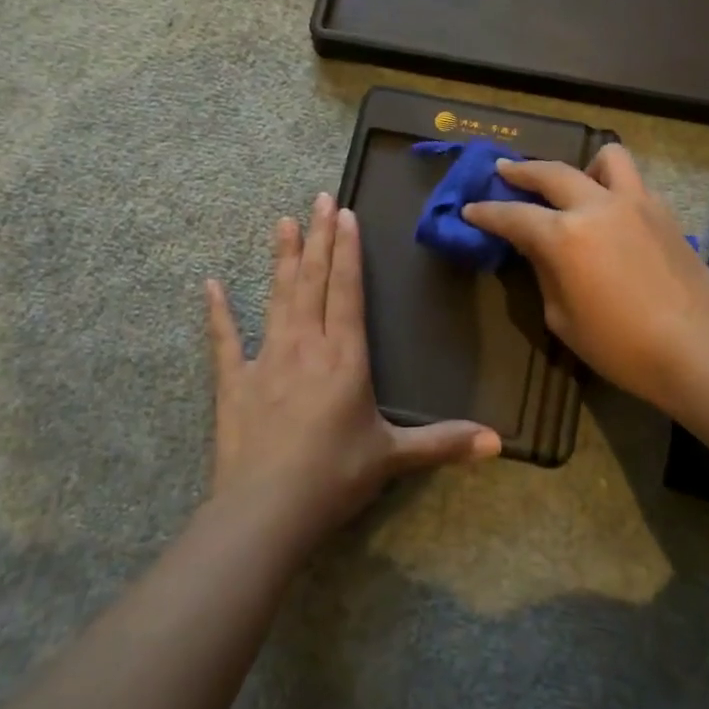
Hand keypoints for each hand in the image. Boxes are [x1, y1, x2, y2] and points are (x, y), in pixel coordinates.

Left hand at [205, 193, 499, 546]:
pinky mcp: (234, 381)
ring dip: (281, 258)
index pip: (347, 291)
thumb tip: (499, 443)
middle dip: (318, 238)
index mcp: (344, 357)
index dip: (347, 251)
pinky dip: (218, 312)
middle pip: (313, 281)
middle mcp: (306, 346)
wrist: (267, 509)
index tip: (345, 215)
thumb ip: (443, 443)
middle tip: (318, 199)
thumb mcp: (394, 458)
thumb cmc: (335, 477)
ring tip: (282, 221)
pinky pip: (225, 340)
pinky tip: (210, 285)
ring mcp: (266, 359)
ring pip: (277, 297)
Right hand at [462, 145, 708, 415]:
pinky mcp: (665, 213)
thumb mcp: (563, 318)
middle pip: (552, 172)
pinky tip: (609, 213)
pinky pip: (633, 183)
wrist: (700, 353)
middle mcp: (598, 207)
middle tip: (503, 171)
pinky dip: (613, 187)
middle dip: (522, 170)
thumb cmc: (621, 347)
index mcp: (565, 236)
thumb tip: (540, 250)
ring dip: (581, 165)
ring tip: (573, 184)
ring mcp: (637, 204)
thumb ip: (545, 273)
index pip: (514, 215)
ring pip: (605, 158)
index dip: (486, 213)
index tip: (470, 209)